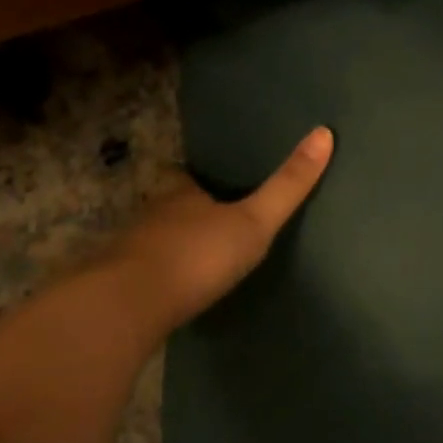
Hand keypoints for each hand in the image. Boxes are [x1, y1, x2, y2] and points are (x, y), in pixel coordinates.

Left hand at [102, 126, 334, 338]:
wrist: (126, 309)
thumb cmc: (195, 255)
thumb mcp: (254, 221)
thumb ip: (287, 185)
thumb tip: (324, 133)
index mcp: (180, 194)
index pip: (186, 175)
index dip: (200, 176)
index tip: (217, 178)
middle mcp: (151, 216)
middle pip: (170, 207)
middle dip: (188, 211)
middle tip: (214, 217)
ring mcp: (128, 253)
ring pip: (154, 240)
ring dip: (172, 245)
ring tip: (198, 255)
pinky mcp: (118, 290)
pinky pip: (143, 275)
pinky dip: (158, 277)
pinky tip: (174, 291)